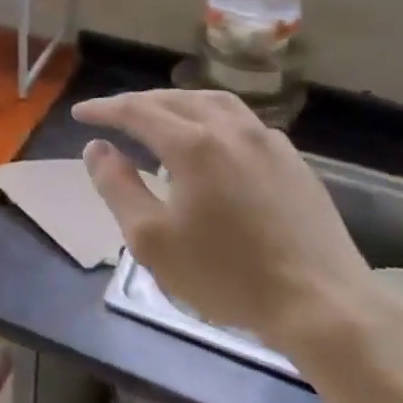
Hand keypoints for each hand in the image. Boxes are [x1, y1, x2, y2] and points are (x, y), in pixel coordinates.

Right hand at [74, 89, 375, 348]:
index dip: (104, 109)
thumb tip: (97, 148)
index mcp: (192, 144)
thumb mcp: (151, 239)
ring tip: (159, 116)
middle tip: (112, 115)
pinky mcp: (293, 160)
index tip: (80, 113)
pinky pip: (242, 121)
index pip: (136, 111)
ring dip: (177, 103)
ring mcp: (268, 141)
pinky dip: (212, 118)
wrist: (321, 303)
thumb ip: (117, 187)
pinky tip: (211, 141)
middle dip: (137, 103)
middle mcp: (230, 129)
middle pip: (174, 99)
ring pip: (213, 102)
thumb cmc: (226, 275)